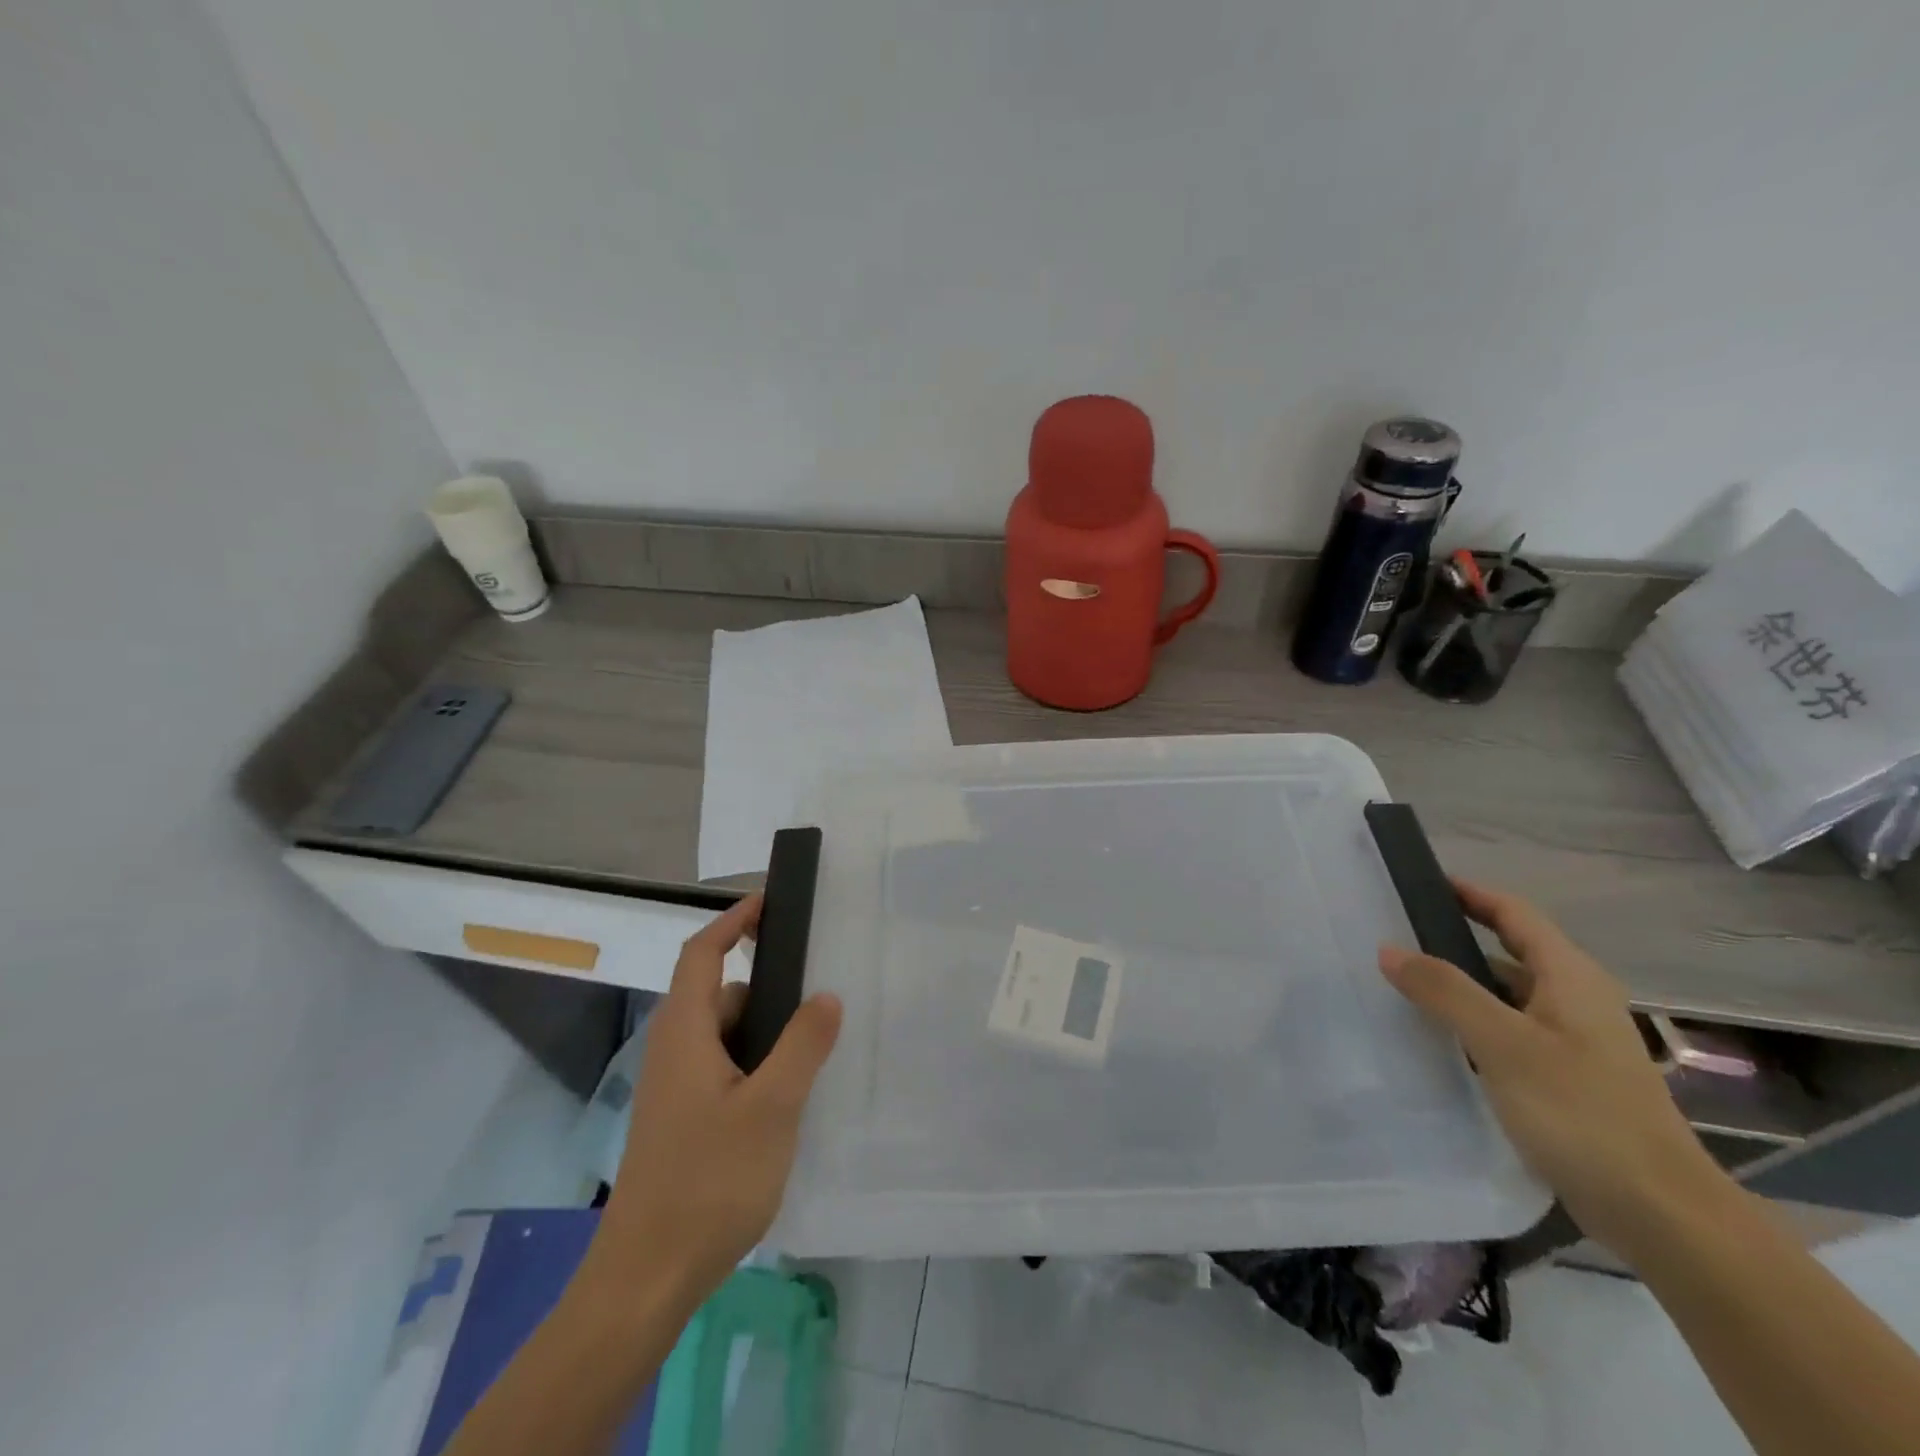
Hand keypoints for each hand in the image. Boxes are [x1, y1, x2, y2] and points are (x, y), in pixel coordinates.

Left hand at [589, 893, 842, 1310]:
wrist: (646, 1279)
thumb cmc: (708, 1181)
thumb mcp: (771, 1108)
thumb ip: (802, 1045)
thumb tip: (825, 995)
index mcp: (685, 1033)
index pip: (702, 952)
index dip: (733, 921)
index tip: (771, 902)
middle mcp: (676, 1051)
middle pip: (722, 994)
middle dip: (769, 986)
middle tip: (822, 989)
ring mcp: (678, 1090)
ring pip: (728, 1037)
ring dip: (768, 1032)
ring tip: (818, 1046)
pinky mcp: (686, 1121)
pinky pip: (728, 1069)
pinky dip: (759, 1065)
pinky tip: (793, 1095)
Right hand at [1379, 880, 1724, 1257]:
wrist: (1663, 1217)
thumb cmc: (1583, 1113)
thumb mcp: (1504, 1044)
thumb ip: (1445, 991)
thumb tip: (1389, 948)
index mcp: (1570, 978)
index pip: (1514, 913)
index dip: (1468, 892)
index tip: (1416, 883)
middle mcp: (1574, 1001)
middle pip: (1507, 952)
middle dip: (1452, 940)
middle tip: (1392, 937)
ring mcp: (1573, 1043)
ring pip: (1504, 996)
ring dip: (1458, 987)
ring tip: (1400, 985)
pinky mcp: (1566, 1080)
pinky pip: (1507, 1034)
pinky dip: (1471, 1026)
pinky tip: (1435, 1041)